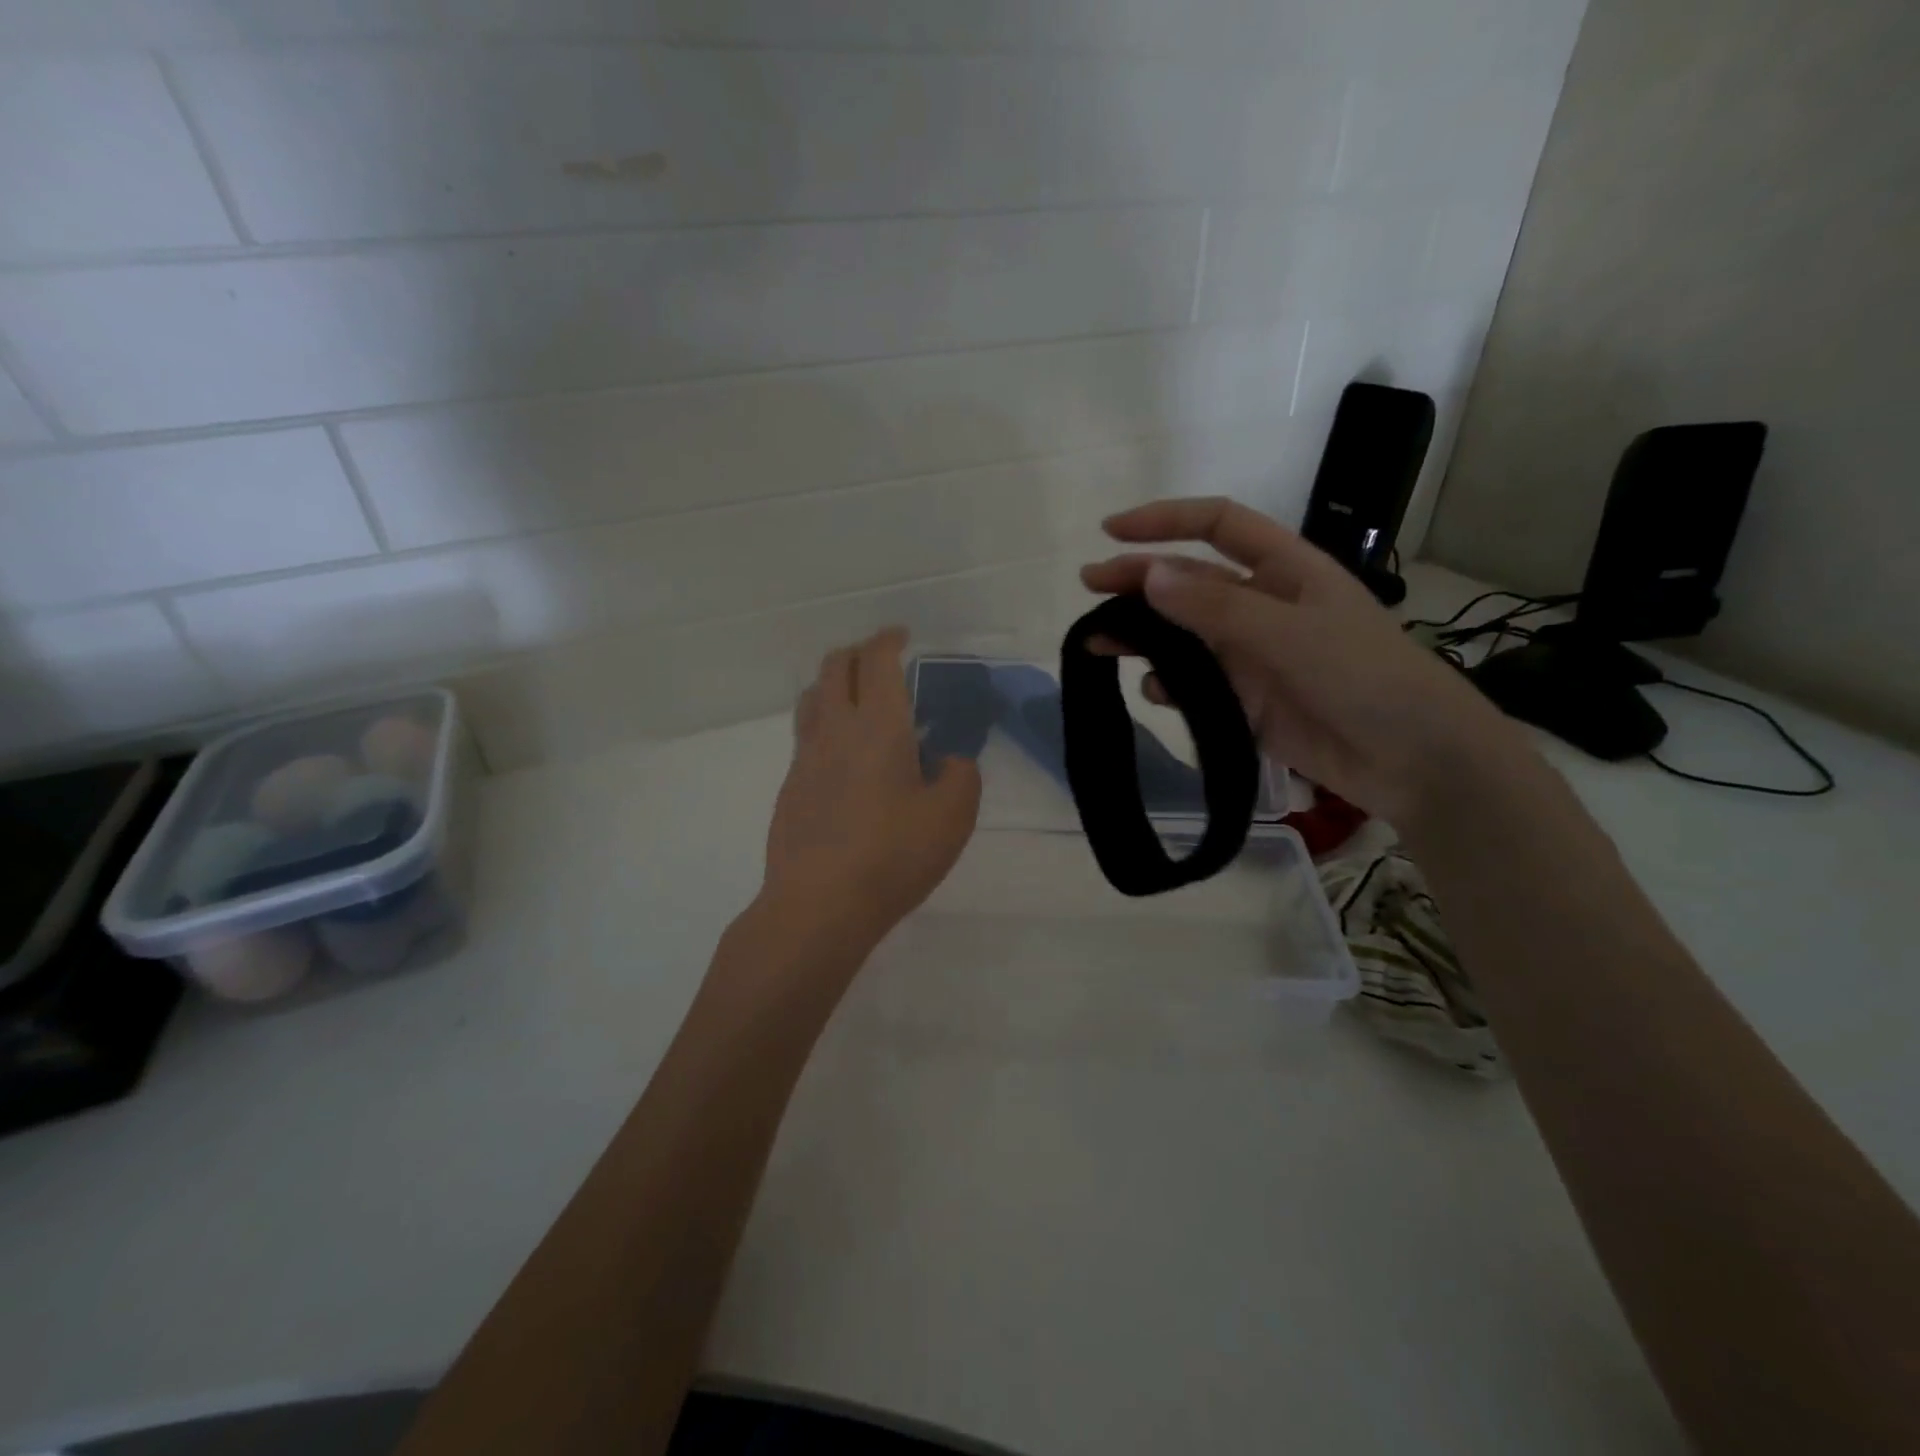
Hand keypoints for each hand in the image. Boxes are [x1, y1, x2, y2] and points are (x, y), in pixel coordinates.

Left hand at [762, 629, 981, 946]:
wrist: (819, 904)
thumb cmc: (894, 856)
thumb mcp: (953, 817)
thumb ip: (961, 776)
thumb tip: (947, 760)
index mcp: (879, 726)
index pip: (877, 660)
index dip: (889, 639)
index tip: (903, 637)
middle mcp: (836, 730)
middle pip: (834, 666)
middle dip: (858, 652)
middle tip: (882, 661)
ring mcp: (805, 758)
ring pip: (813, 697)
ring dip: (834, 683)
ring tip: (858, 701)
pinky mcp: (790, 787)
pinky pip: (806, 736)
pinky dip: (826, 725)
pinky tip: (845, 758)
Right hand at [1080, 498, 1524, 826]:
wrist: (1413, 760)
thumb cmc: (1363, 677)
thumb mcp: (1289, 633)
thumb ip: (1216, 606)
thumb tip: (1149, 575)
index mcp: (1284, 570)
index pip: (1216, 525)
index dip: (1164, 521)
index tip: (1110, 532)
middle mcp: (1262, 605)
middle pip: (1188, 581)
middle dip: (1138, 580)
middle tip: (1088, 588)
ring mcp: (1251, 655)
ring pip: (1183, 635)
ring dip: (1143, 635)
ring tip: (1099, 643)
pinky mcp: (1245, 700)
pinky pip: (1194, 684)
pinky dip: (1169, 685)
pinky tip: (1155, 692)